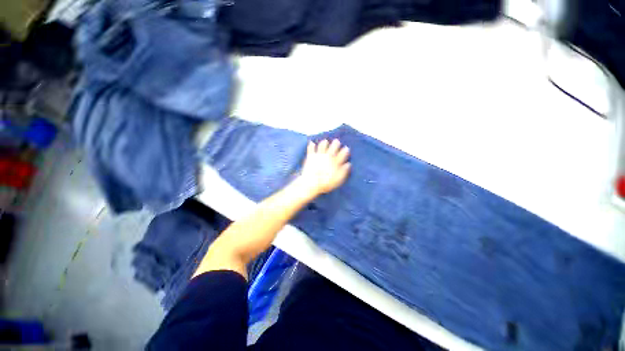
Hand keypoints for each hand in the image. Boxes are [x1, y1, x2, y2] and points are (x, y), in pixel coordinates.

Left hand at [298, 139, 350, 196]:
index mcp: (336, 162)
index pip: (342, 154)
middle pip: (333, 147)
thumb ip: (344, 171)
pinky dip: (311, 145)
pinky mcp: (311, 156)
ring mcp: (319, 155)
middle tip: (336, 141)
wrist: (311, 182)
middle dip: (336, 143)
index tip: (346, 148)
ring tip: (325, 141)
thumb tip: (348, 164)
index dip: (345, 150)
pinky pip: (311, 148)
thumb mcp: (338, 179)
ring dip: (324, 143)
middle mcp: (328, 156)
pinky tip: (311, 143)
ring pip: (323, 145)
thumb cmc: (326, 183)